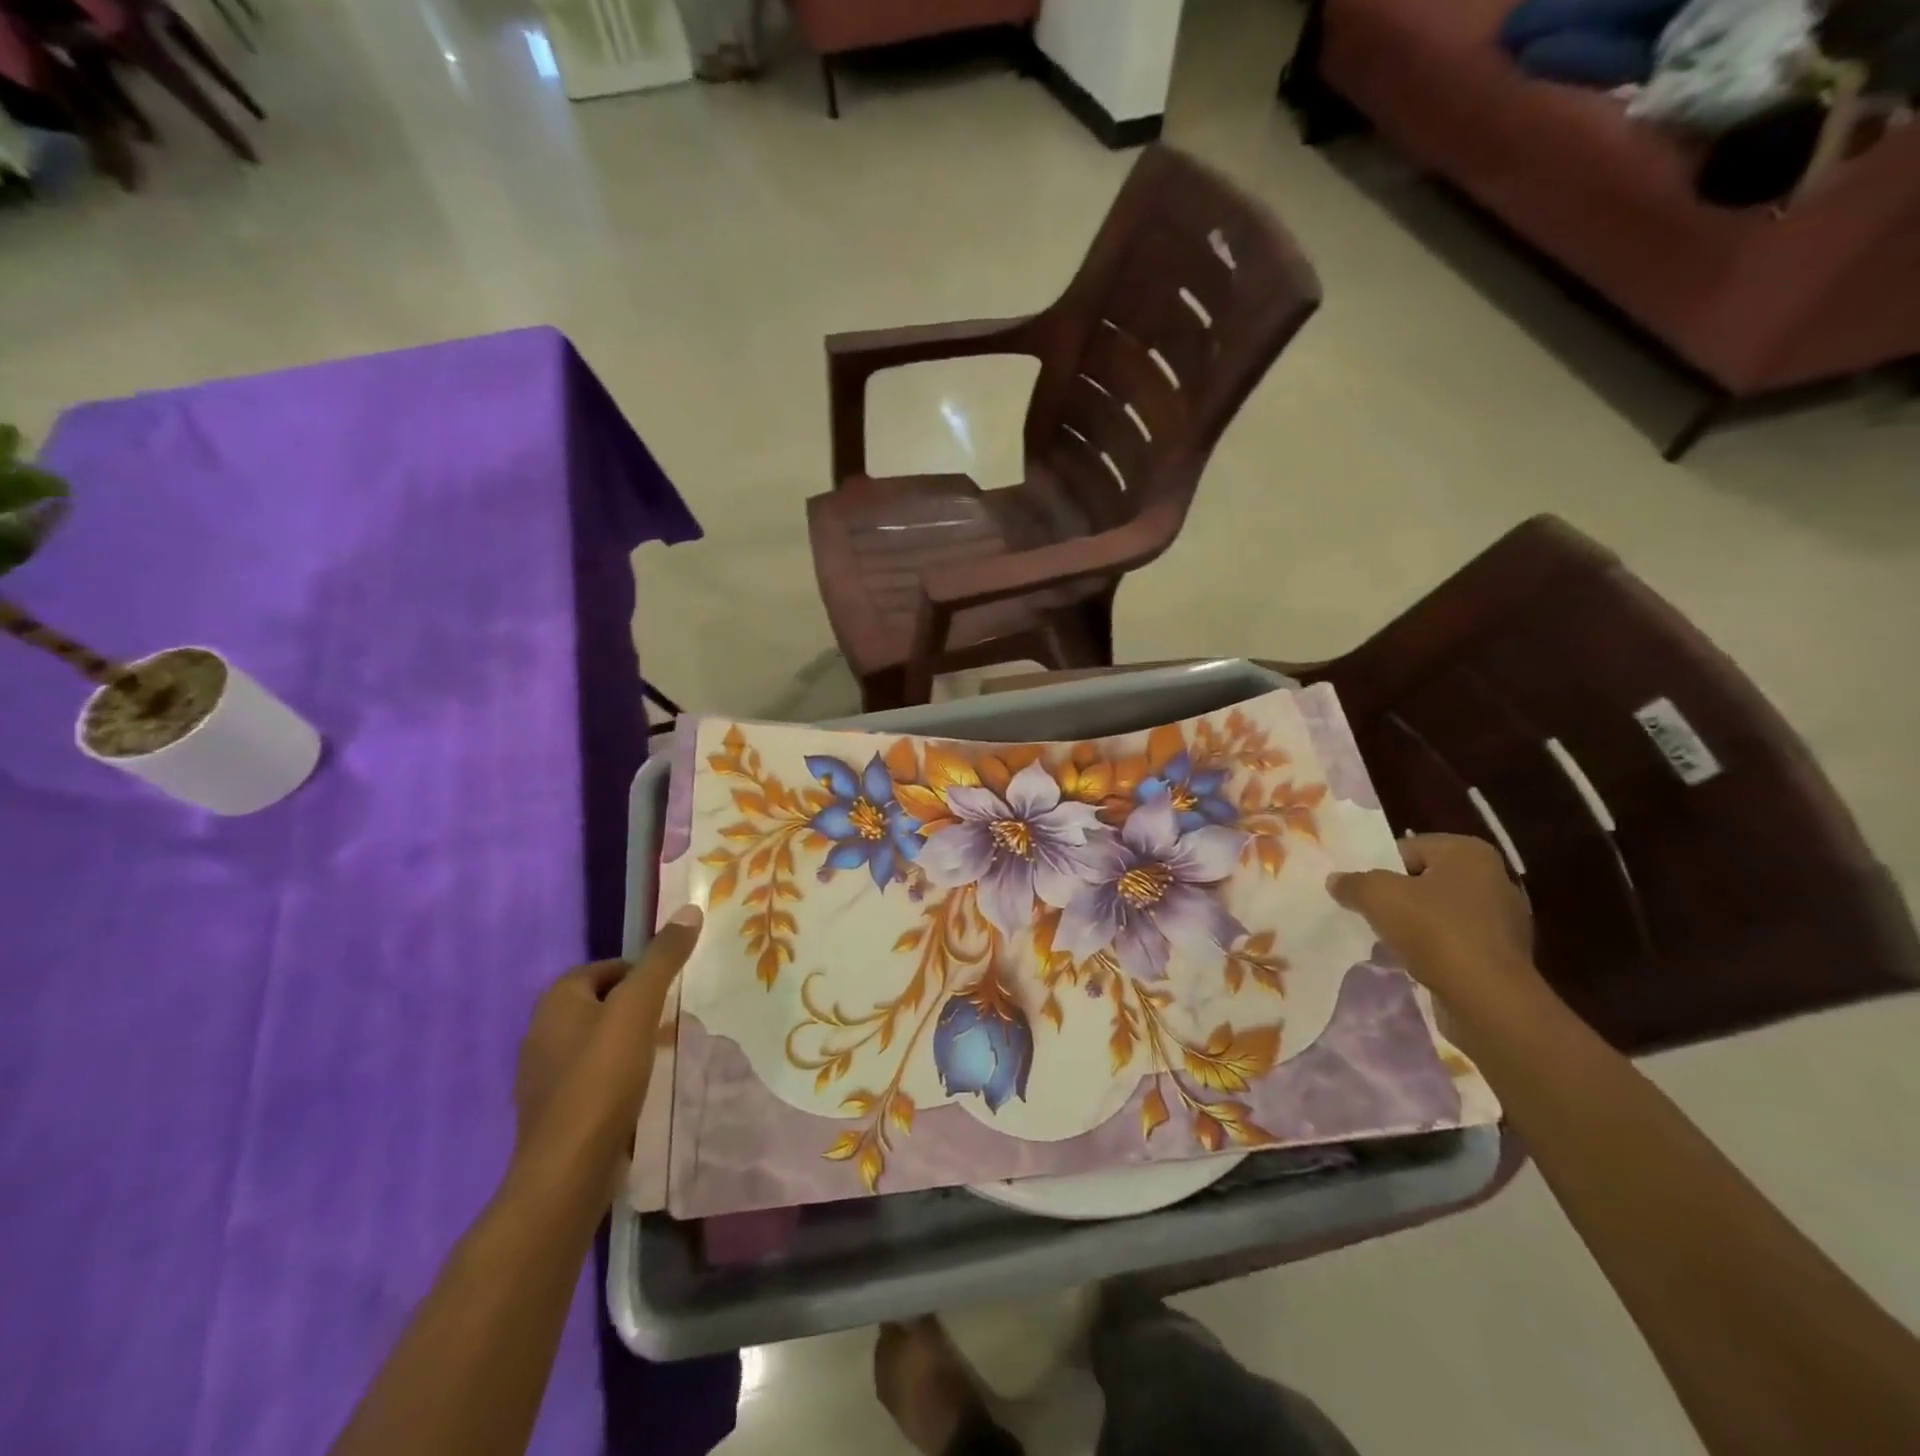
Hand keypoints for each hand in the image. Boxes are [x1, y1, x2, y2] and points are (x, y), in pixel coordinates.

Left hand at [511, 906, 702, 1189]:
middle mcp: (541, 1031)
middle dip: (637, 1007)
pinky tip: (641, 1089)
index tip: (673, 991)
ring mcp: (543, 1075)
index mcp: (556, 1001)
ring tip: (663, 1052)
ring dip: (629, 1041)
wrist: (567, 1170)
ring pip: (597, 1041)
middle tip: (674, 1018)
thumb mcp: (640, 1007)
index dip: (641, 973)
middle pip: (601, 1003)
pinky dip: (616, 1074)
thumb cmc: (602, 1077)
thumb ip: (663, 959)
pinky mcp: (554, 1110)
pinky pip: (591, 1075)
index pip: (606, 968)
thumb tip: (690, 909)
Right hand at [1328, 834, 1538, 1014]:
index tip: (1363, 890)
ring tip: (1390, 940)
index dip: (1380, 868)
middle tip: (1372, 913)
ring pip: (1441, 912)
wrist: (1487, 998)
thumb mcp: (1377, 896)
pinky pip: (1457, 941)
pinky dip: (1435, 948)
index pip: (1409, 848)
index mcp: (1468, 852)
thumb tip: (1336, 880)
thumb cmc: (1434, 930)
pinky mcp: (1504, 954)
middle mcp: (1494, 878)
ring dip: (1416, 924)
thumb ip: (1353, 883)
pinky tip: (1416, 961)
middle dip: (1399, 896)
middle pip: (1425, 880)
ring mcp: (1505, 919)